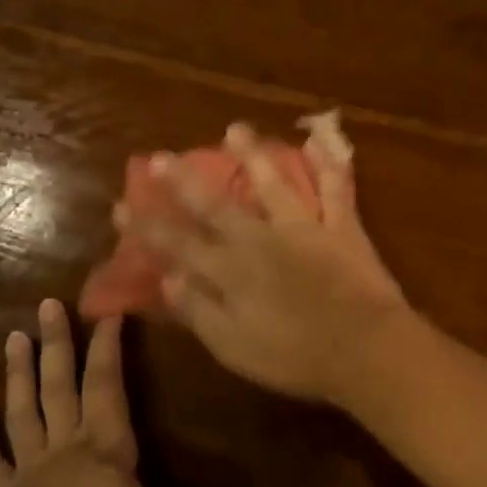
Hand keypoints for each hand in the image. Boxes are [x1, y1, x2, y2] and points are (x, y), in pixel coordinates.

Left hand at [0, 300, 185, 486]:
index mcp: (102, 443)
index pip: (106, 386)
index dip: (108, 349)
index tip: (109, 313)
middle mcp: (66, 443)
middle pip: (62, 386)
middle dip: (59, 345)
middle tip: (47, 305)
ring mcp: (30, 464)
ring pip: (25, 410)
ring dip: (20, 374)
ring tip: (15, 336)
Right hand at [133, 123, 410, 403]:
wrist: (365, 350)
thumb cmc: (296, 358)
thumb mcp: (234, 347)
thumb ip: (198, 310)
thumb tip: (167, 278)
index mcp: (230, 272)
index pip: (179, 244)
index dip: (148, 226)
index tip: (121, 206)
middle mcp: (260, 240)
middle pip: (216, 205)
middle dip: (184, 181)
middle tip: (160, 156)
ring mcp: (303, 228)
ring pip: (272, 184)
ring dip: (252, 155)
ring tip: (234, 129)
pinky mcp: (341, 228)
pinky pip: (335, 189)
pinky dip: (328, 165)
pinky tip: (319, 140)